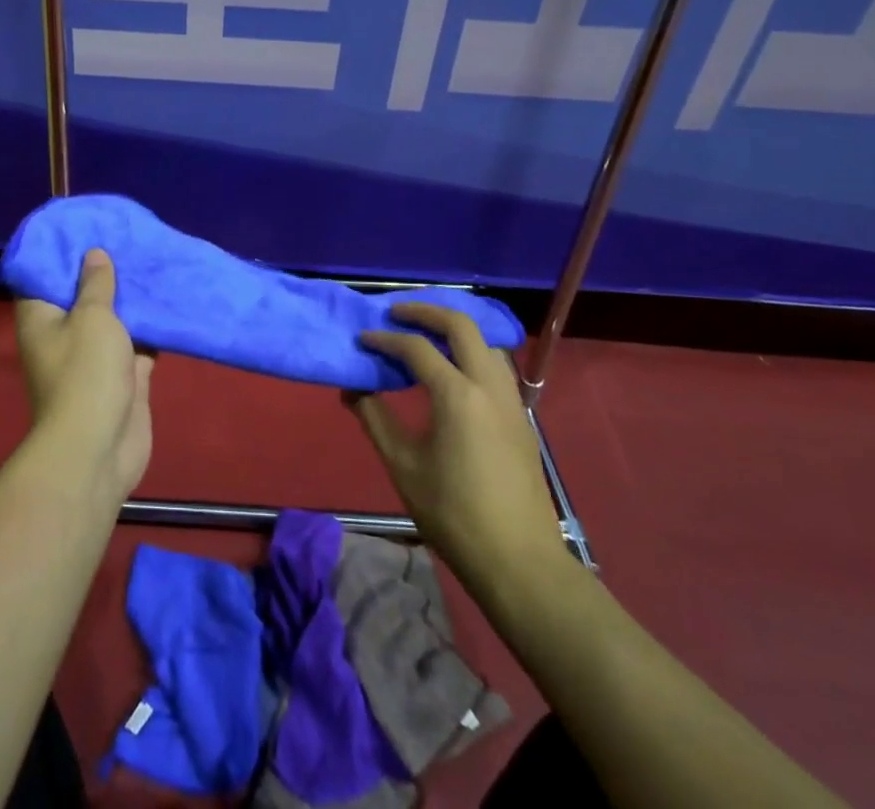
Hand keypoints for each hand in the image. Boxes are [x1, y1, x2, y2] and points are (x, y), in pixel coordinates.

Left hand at [13, 249, 153, 505]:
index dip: (59, 252)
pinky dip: (152, 325)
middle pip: (81, 295)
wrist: (101, 448)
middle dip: (103, 270)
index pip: (43, 276)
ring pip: (114, 318)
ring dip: (131, 297)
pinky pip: (139, 342)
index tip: (82, 227)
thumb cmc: (86, 373)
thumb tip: (93, 255)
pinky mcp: (123, 376)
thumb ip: (96, 284)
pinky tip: (171, 299)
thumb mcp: (92, 317)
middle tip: (127, 238)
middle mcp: (63, 334)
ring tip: (152, 260)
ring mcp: (94, 357)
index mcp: (42, 318)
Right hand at [349, 303, 568, 602]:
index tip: (362, 339)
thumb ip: (375, 418)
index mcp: (458, 394)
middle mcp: (489, 385)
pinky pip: (496, 365)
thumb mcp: (403, 466)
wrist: (520, 562)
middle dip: (426, 312)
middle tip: (396, 313)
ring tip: (425, 334)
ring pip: (485, 342)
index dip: (385, 339)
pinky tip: (454, 370)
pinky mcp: (521, 417)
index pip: (416, 348)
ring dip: (454, 329)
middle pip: (460, 326)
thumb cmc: (454, 514)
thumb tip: (353, 387)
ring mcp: (511, 400)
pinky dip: (471, 351)